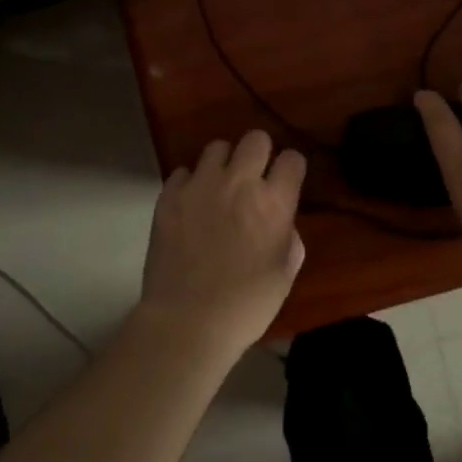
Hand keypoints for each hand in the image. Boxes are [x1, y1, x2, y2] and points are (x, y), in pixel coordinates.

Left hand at [136, 130, 305, 355]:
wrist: (187, 322)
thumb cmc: (246, 305)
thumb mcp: (284, 275)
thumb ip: (288, 240)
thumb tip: (281, 224)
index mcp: (273, 203)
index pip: (292, 159)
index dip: (291, 169)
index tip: (286, 182)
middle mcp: (239, 183)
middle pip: (255, 139)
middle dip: (260, 153)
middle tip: (254, 178)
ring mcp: (200, 186)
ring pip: (217, 147)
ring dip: (224, 164)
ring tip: (220, 187)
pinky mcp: (169, 197)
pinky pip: (183, 172)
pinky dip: (190, 183)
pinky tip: (192, 205)